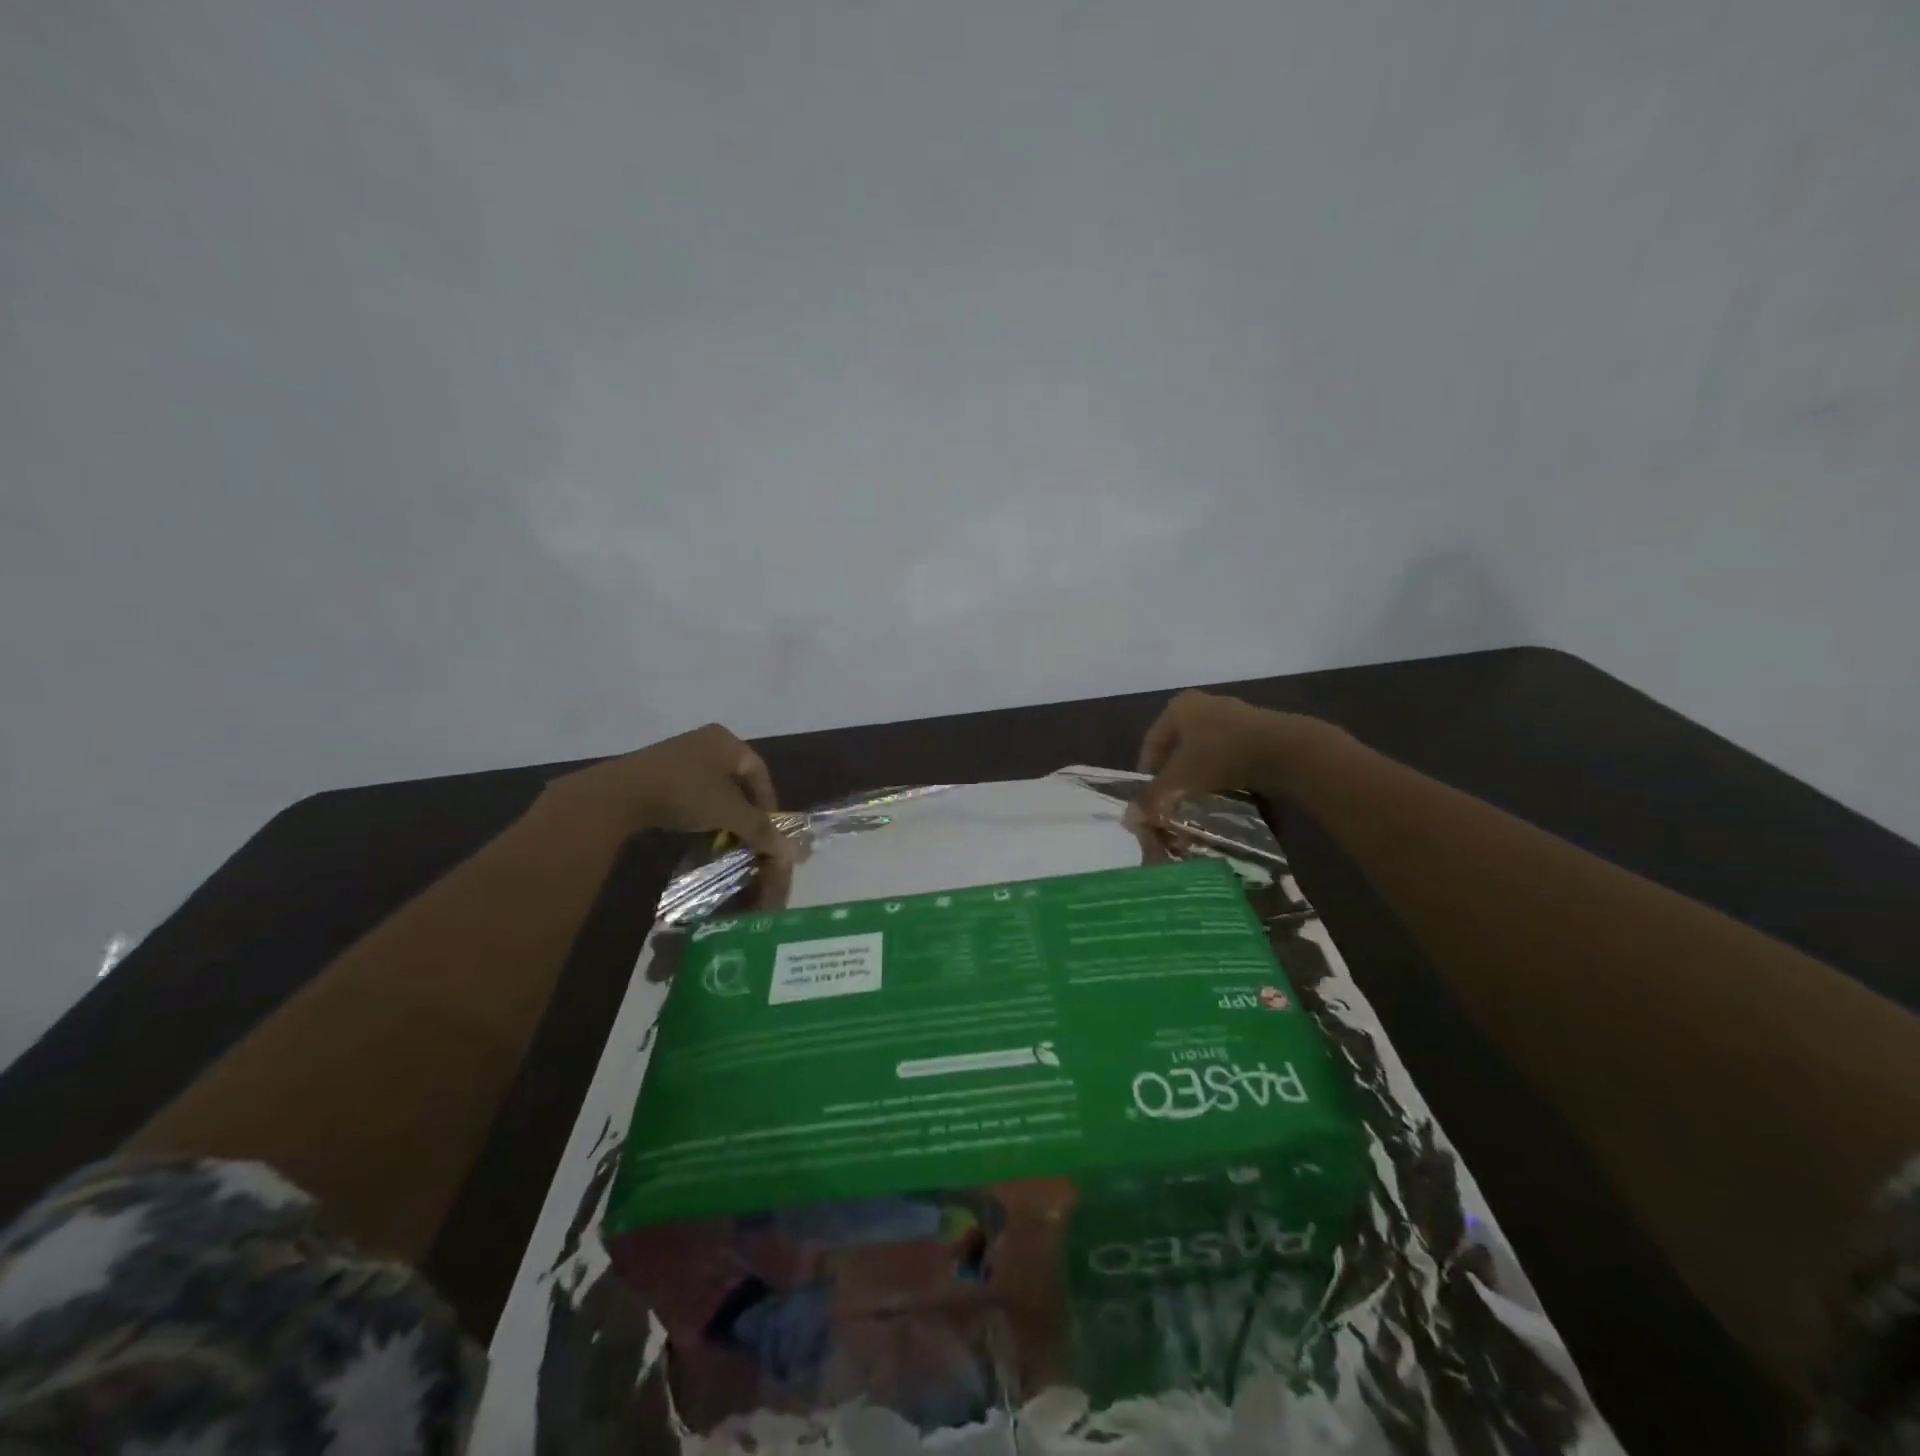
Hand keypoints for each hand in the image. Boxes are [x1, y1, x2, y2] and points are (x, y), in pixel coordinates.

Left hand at [545, 723, 790, 857]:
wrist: (620, 793)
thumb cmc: (685, 793)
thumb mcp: (729, 812)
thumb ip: (760, 829)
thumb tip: (790, 852)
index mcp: (727, 741)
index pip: (759, 771)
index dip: (768, 802)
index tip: (769, 829)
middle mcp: (706, 740)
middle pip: (737, 778)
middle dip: (745, 808)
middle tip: (748, 833)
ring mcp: (679, 752)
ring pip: (713, 784)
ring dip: (722, 810)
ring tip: (724, 834)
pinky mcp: (656, 768)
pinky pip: (690, 788)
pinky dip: (700, 807)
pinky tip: (696, 826)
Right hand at [1134, 690, 1328, 821]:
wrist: (1285, 749)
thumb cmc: (1221, 754)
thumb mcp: (1181, 778)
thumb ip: (1154, 796)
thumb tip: (1128, 818)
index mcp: (1178, 707)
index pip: (1151, 742)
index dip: (1147, 771)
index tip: (1150, 797)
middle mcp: (1202, 704)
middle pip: (1177, 744)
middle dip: (1172, 772)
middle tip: (1172, 798)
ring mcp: (1231, 714)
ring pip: (1202, 748)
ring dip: (1197, 771)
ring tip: (1197, 796)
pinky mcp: (1255, 729)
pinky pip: (1227, 751)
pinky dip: (1220, 768)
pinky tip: (1224, 788)